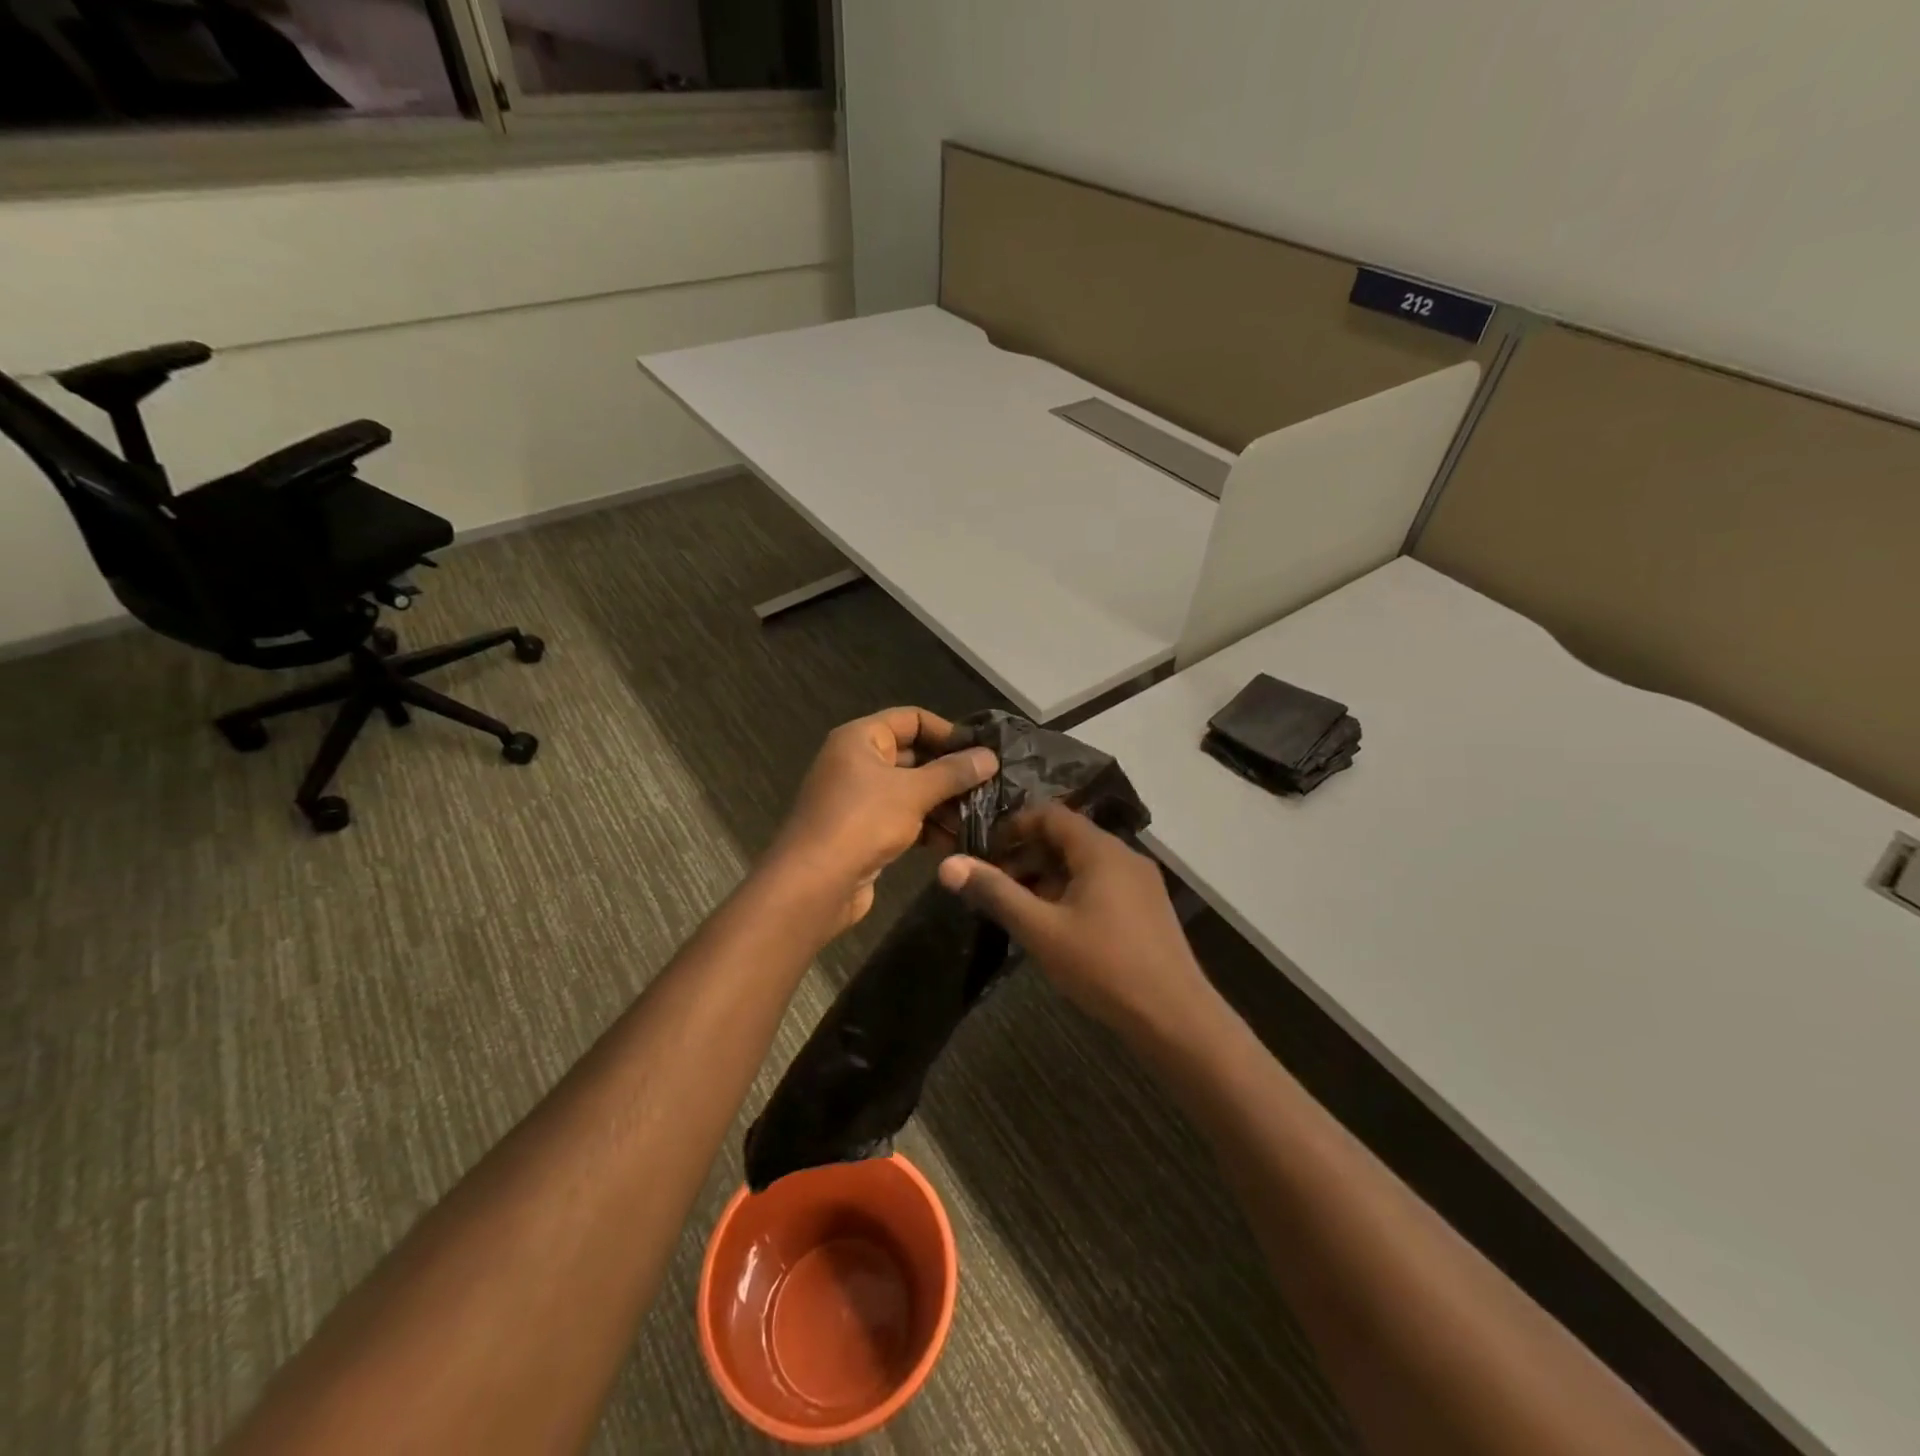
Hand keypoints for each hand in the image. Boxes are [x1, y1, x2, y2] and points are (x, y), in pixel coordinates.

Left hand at [768, 707, 997, 929]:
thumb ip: (953, 772)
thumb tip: (991, 757)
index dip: (948, 731)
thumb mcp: (913, 792)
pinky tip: (961, 841)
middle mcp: (858, 763)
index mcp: (861, 739)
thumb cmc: (861, 822)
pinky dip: (930, 827)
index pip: (912, 719)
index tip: (982, 751)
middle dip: (952, 772)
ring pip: (912, 791)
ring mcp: (860, 799)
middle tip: (992, 786)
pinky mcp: (865, 832)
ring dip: (945, 803)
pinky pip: (905, 819)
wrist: (813, 885)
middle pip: (914, 756)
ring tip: (984, 817)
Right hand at [936, 804, 1211, 1037]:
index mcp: (1100, 850)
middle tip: (995, 885)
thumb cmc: (1103, 967)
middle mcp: (1124, 855)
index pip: (1050, 814)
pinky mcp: (1147, 908)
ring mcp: (1141, 882)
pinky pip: (1102, 884)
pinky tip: (1057, 926)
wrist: (1175, 1017)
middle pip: (1067, 838)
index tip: (985, 851)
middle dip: (1027, 855)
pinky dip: (1072, 892)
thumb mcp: (1041, 929)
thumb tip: (947, 864)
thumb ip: (995, 892)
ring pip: (1084, 864)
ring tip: (1020, 909)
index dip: (1014, 826)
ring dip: (1048, 877)